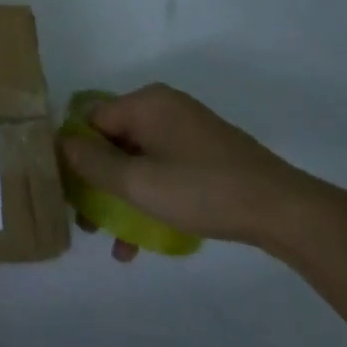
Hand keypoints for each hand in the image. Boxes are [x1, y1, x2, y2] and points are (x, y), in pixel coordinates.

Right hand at [59, 84, 346, 258]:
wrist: (284, 211)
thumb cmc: (203, 190)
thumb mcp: (139, 183)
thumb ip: (93, 164)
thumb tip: (62, 145)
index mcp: (145, 102)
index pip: (92, 120)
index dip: (77, 154)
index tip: (71, 193)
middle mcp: (163, 107)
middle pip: (114, 140)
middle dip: (99, 182)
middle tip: (90, 222)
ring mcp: (188, 129)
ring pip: (139, 159)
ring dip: (124, 196)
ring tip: (117, 243)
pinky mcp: (208, 153)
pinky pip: (164, 168)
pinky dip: (152, 195)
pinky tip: (147, 238)